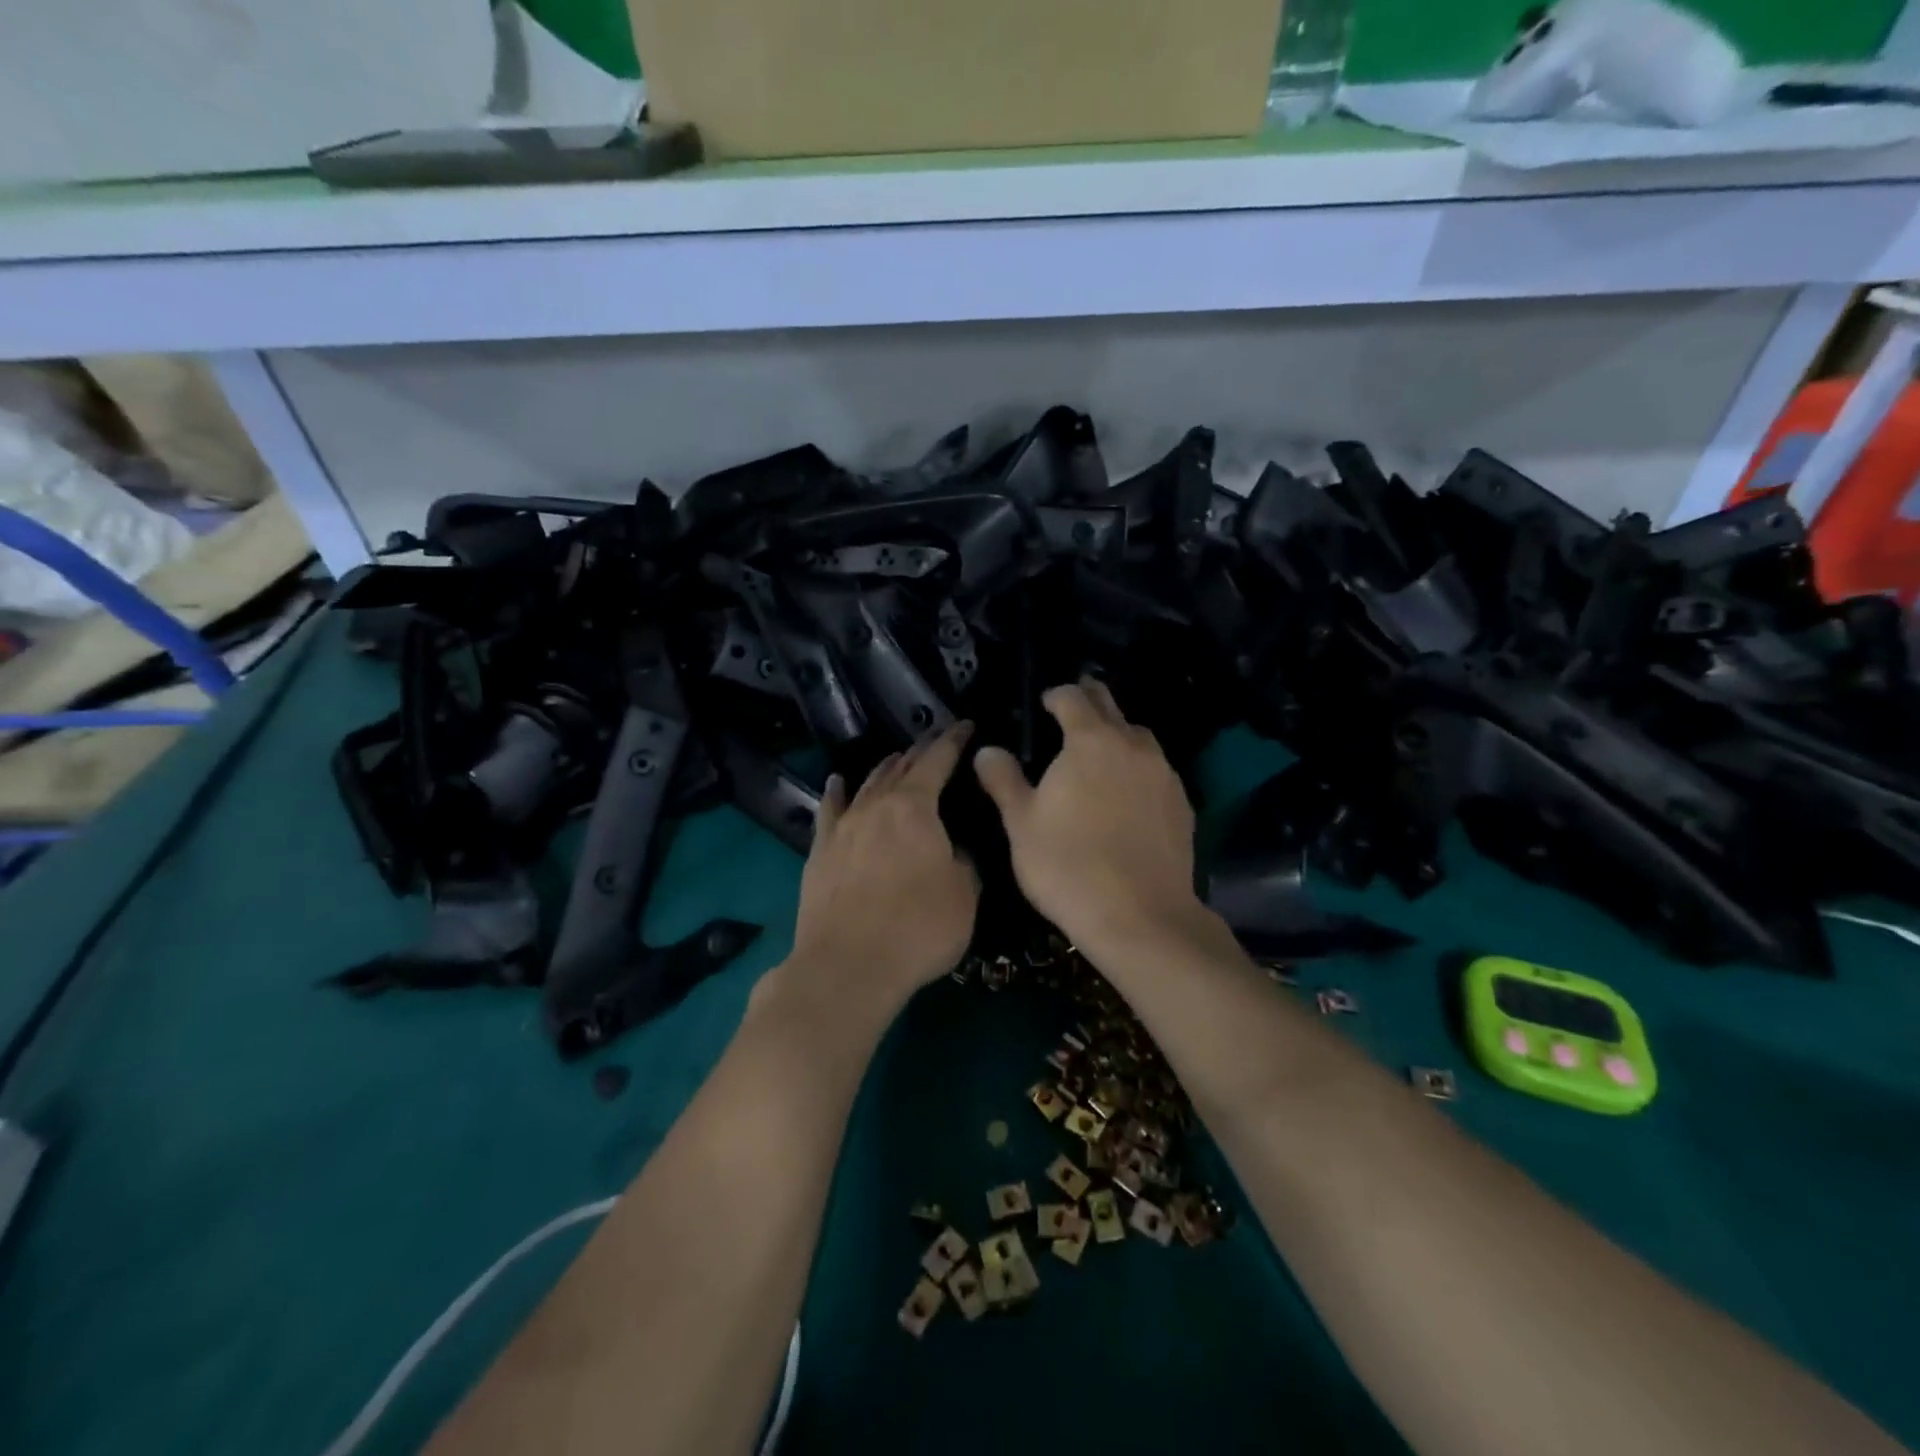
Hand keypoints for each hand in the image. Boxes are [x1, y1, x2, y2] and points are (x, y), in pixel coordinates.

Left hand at [785, 722, 979, 1011]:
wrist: (847, 965)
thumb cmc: (918, 928)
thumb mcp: (964, 896)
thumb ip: (964, 863)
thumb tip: (954, 852)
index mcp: (915, 808)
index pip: (938, 761)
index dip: (954, 740)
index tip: (966, 725)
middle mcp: (876, 806)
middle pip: (900, 767)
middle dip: (921, 751)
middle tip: (936, 741)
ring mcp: (843, 827)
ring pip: (866, 784)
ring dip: (884, 768)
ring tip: (896, 758)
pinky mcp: (820, 852)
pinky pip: (829, 810)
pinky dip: (837, 792)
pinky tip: (838, 782)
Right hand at [973, 681, 1202, 955]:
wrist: (1141, 916)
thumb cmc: (1067, 865)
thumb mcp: (1021, 824)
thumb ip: (1003, 780)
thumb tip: (987, 750)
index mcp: (1090, 741)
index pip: (1073, 697)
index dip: (1056, 695)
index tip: (1044, 703)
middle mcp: (1133, 746)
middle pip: (1111, 706)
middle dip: (1090, 700)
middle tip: (1071, 709)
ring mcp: (1164, 774)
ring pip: (1139, 737)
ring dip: (1118, 734)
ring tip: (1100, 752)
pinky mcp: (1182, 804)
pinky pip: (1157, 771)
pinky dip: (1138, 769)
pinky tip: (1127, 795)